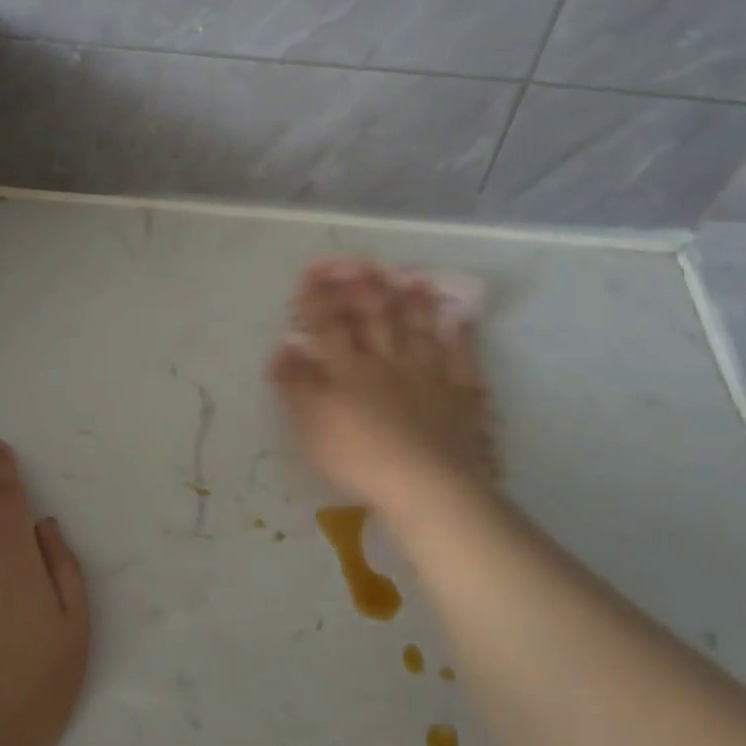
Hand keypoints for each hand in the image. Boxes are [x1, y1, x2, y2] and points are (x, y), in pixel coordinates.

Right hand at [270, 258, 496, 517]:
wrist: (422, 484)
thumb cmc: (357, 457)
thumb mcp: (310, 424)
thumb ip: (295, 384)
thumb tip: (283, 347)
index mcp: (347, 370)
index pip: (328, 327)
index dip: (318, 299)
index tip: (312, 271)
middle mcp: (386, 363)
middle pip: (375, 320)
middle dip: (366, 290)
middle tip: (364, 262)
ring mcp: (426, 377)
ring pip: (418, 332)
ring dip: (414, 305)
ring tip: (414, 278)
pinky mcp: (458, 398)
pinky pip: (461, 361)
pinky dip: (461, 339)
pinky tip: (462, 321)